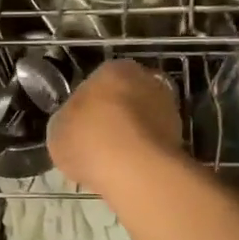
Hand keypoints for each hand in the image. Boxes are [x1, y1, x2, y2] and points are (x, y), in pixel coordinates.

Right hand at [48, 58, 182, 192]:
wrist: (134, 170)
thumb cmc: (88, 139)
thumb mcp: (57, 129)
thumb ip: (67, 121)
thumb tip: (74, 125)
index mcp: (112, 69)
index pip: (97, 81)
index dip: (87, 105)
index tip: (80, 125)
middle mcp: (146, 79)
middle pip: (125, 98)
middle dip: (114, 116)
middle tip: (97, 141)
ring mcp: (168, 108)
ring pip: (143, 120)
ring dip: (132, 135)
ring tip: (113, 160)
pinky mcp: (181, 137)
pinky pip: (154, 143)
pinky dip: (144, 153)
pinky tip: (129, 170)